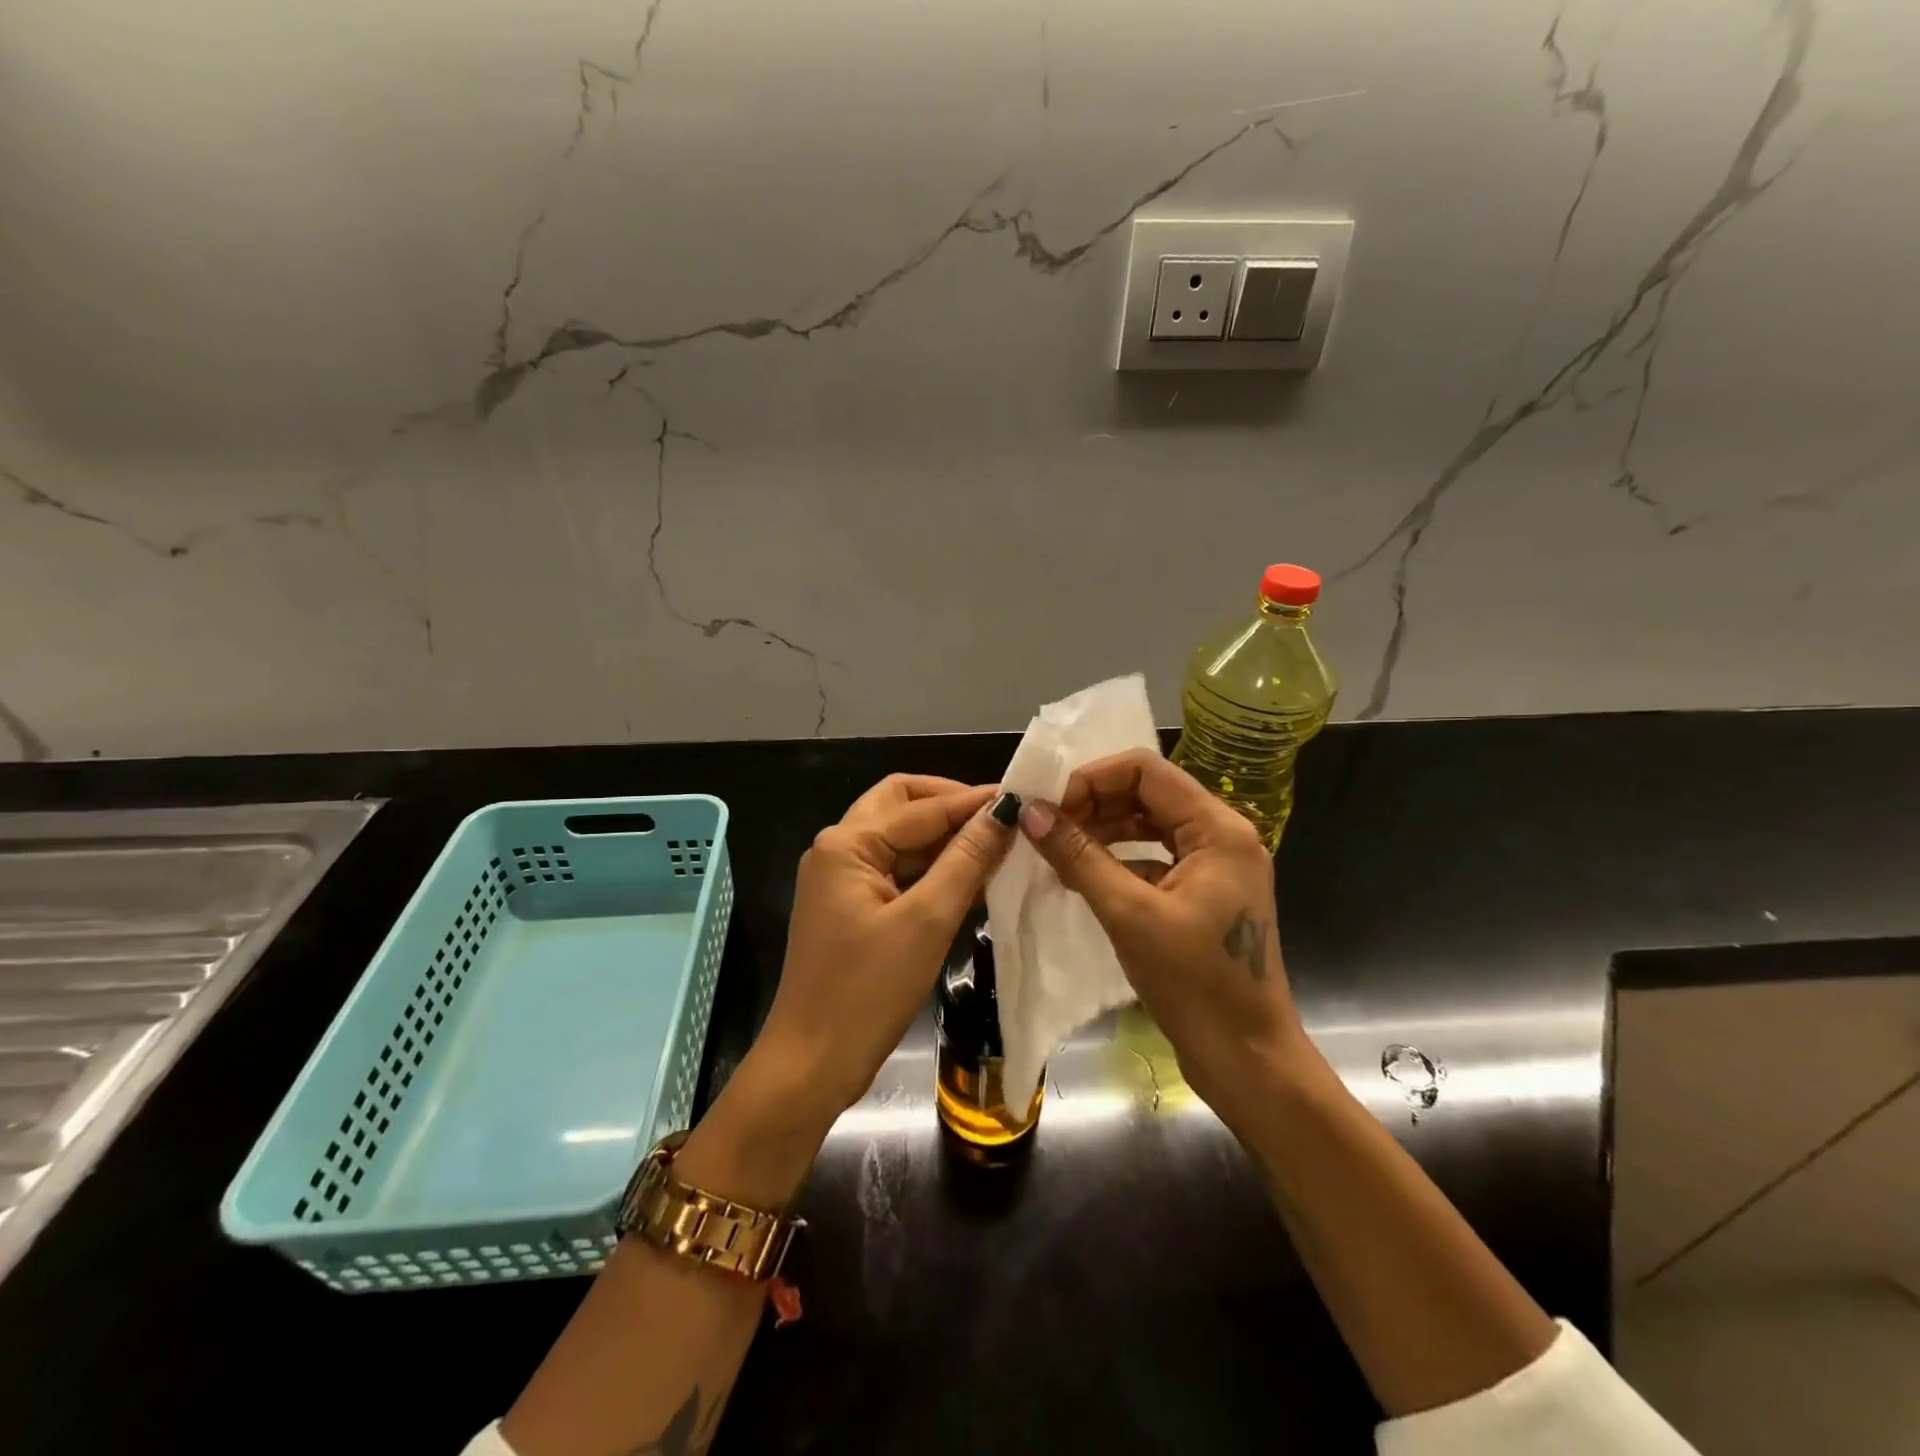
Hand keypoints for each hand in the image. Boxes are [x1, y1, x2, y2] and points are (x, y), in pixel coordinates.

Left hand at [757, 775, 1016, 1119]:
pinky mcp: (851, 908)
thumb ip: (967, 860)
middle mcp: (838, 850)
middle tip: (998, 817)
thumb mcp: (926, 921)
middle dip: (949, 805)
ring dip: (944, 838)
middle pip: (901, 806)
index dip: (973, 801)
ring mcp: (841, 880)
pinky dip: (932, 870)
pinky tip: (972, 880)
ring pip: (900, 839)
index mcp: (846, 843)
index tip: (1023, 796)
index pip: (921, 807)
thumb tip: (1005, 810)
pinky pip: (897, 871)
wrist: (812, 1066)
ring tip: (995, 846)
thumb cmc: (867, 992)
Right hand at [1016, 749, 1309, 1127]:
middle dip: (1093, 804)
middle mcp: (1222, 836)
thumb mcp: (1130, 915)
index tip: (1050, 807)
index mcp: (1218, 829)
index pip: (1146, 770)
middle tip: (1046, 829)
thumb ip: (1079, 856)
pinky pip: (1153, 857)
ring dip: (1102, 832)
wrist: (1248, 1060)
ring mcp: (1215, 866)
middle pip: (1147, 793)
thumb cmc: (1196, 985)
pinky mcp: (1203, 893)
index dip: (1092, 779)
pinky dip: (1117, 860)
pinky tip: (1081, 877)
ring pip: (1148, 825)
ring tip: (1056, 851)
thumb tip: (1030, 812)